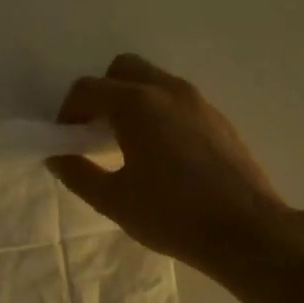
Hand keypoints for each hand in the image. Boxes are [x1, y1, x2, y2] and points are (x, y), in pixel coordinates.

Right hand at [50, 55, 288, 275]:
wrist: (246, 231)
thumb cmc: (172, 215)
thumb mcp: (113, 200)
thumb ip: (78, 173)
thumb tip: (57, 157)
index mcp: (137, 104)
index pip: (88, 89)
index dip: (68, 112)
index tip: (66, 141)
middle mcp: (168, 90)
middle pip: (122, 70)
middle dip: (101, 95)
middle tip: (94, 133)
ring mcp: (198, 102)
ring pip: (153, 82)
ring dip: (130, 102)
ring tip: (126, 145)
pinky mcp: (218, 119)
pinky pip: (176, 101)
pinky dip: (157, 112)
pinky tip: (159, 154)